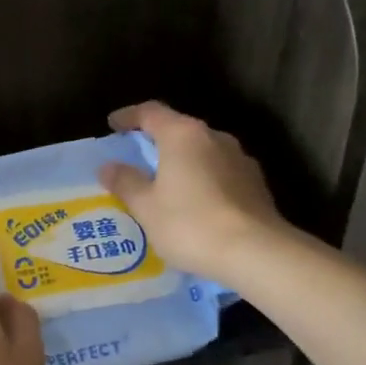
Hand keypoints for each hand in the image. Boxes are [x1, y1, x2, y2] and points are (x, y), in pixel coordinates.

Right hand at [98, 100, 284, 280]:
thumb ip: (126, 182)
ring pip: (203, 151)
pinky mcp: (256, 184)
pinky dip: (203, 179)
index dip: (129, 116)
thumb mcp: (146, 207)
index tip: (113, 125)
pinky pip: (220, 172)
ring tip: (167, 184)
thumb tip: (108, 167)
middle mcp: (214, 137)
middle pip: (179, 129)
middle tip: (137, 158)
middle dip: (157, 140)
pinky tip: (196, 203)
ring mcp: (240, 159)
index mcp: (183, 135)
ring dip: (183, 161)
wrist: (257, 253)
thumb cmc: (191, 223)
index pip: (151, 112)